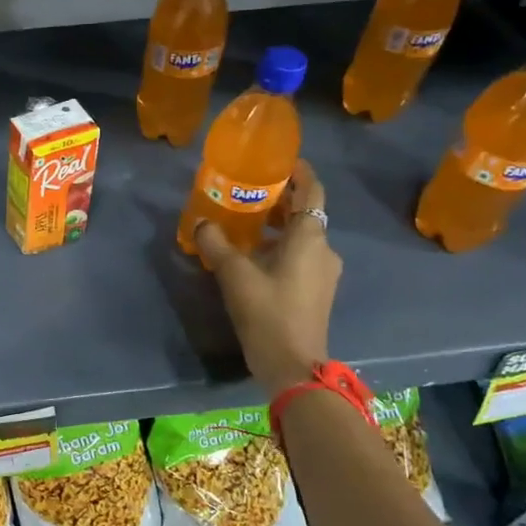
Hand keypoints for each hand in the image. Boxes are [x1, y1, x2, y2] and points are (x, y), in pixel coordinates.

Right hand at [194, 160, 341, 394]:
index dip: (299, 172)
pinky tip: (253, 255)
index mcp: (309, 237)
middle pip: (306, 212)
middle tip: (249, 190)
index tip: (279, 160)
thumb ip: (216, 244)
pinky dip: (280, 246)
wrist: (292, 365)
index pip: (312, 191)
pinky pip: (300, 256)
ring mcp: (323, 272)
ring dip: (278, 225)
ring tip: (245, 222)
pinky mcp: (316, 291)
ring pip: (302, 236)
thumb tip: (201, 223)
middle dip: (281, 199)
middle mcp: (323, 249)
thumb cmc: (267, 312)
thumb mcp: (234, 274)